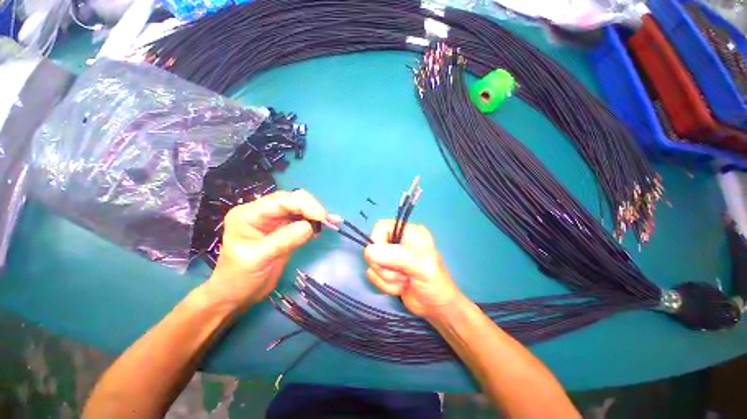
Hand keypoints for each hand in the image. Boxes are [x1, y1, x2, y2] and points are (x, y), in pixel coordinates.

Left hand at [206, 190, 331, 310]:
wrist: (238, 294)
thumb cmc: (239, 278)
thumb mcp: (258, 259)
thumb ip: (283, 241)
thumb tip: (308, 227)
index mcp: (248, 215)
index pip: (280, 201)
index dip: (304, 205)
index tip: (322, 217)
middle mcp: (262, 213)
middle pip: (292, 200)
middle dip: (311, 207)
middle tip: (327, 220)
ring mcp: (274, 220)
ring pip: (299, 207)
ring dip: (316, 213)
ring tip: (331, 222)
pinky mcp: (284, 229)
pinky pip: (302, 219)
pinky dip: (315, 221)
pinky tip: (326, 225)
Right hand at [363, 220, 463, 319]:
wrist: (437, 309)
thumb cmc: (435, 283)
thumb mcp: (420, 266)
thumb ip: (395, 256)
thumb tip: (369, 251)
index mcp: (410, 232)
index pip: (381, 227)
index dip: (377, 242)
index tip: (384, 259)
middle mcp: (399, 241)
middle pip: (374, 247)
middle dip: (386, 266)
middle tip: (403, 273)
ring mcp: (392, 257)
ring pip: (373, 264)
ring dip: (388, 278)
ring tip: (406, 280)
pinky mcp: (387, 270)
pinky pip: (373, 276)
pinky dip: (386, 285)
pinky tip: (401, 286)